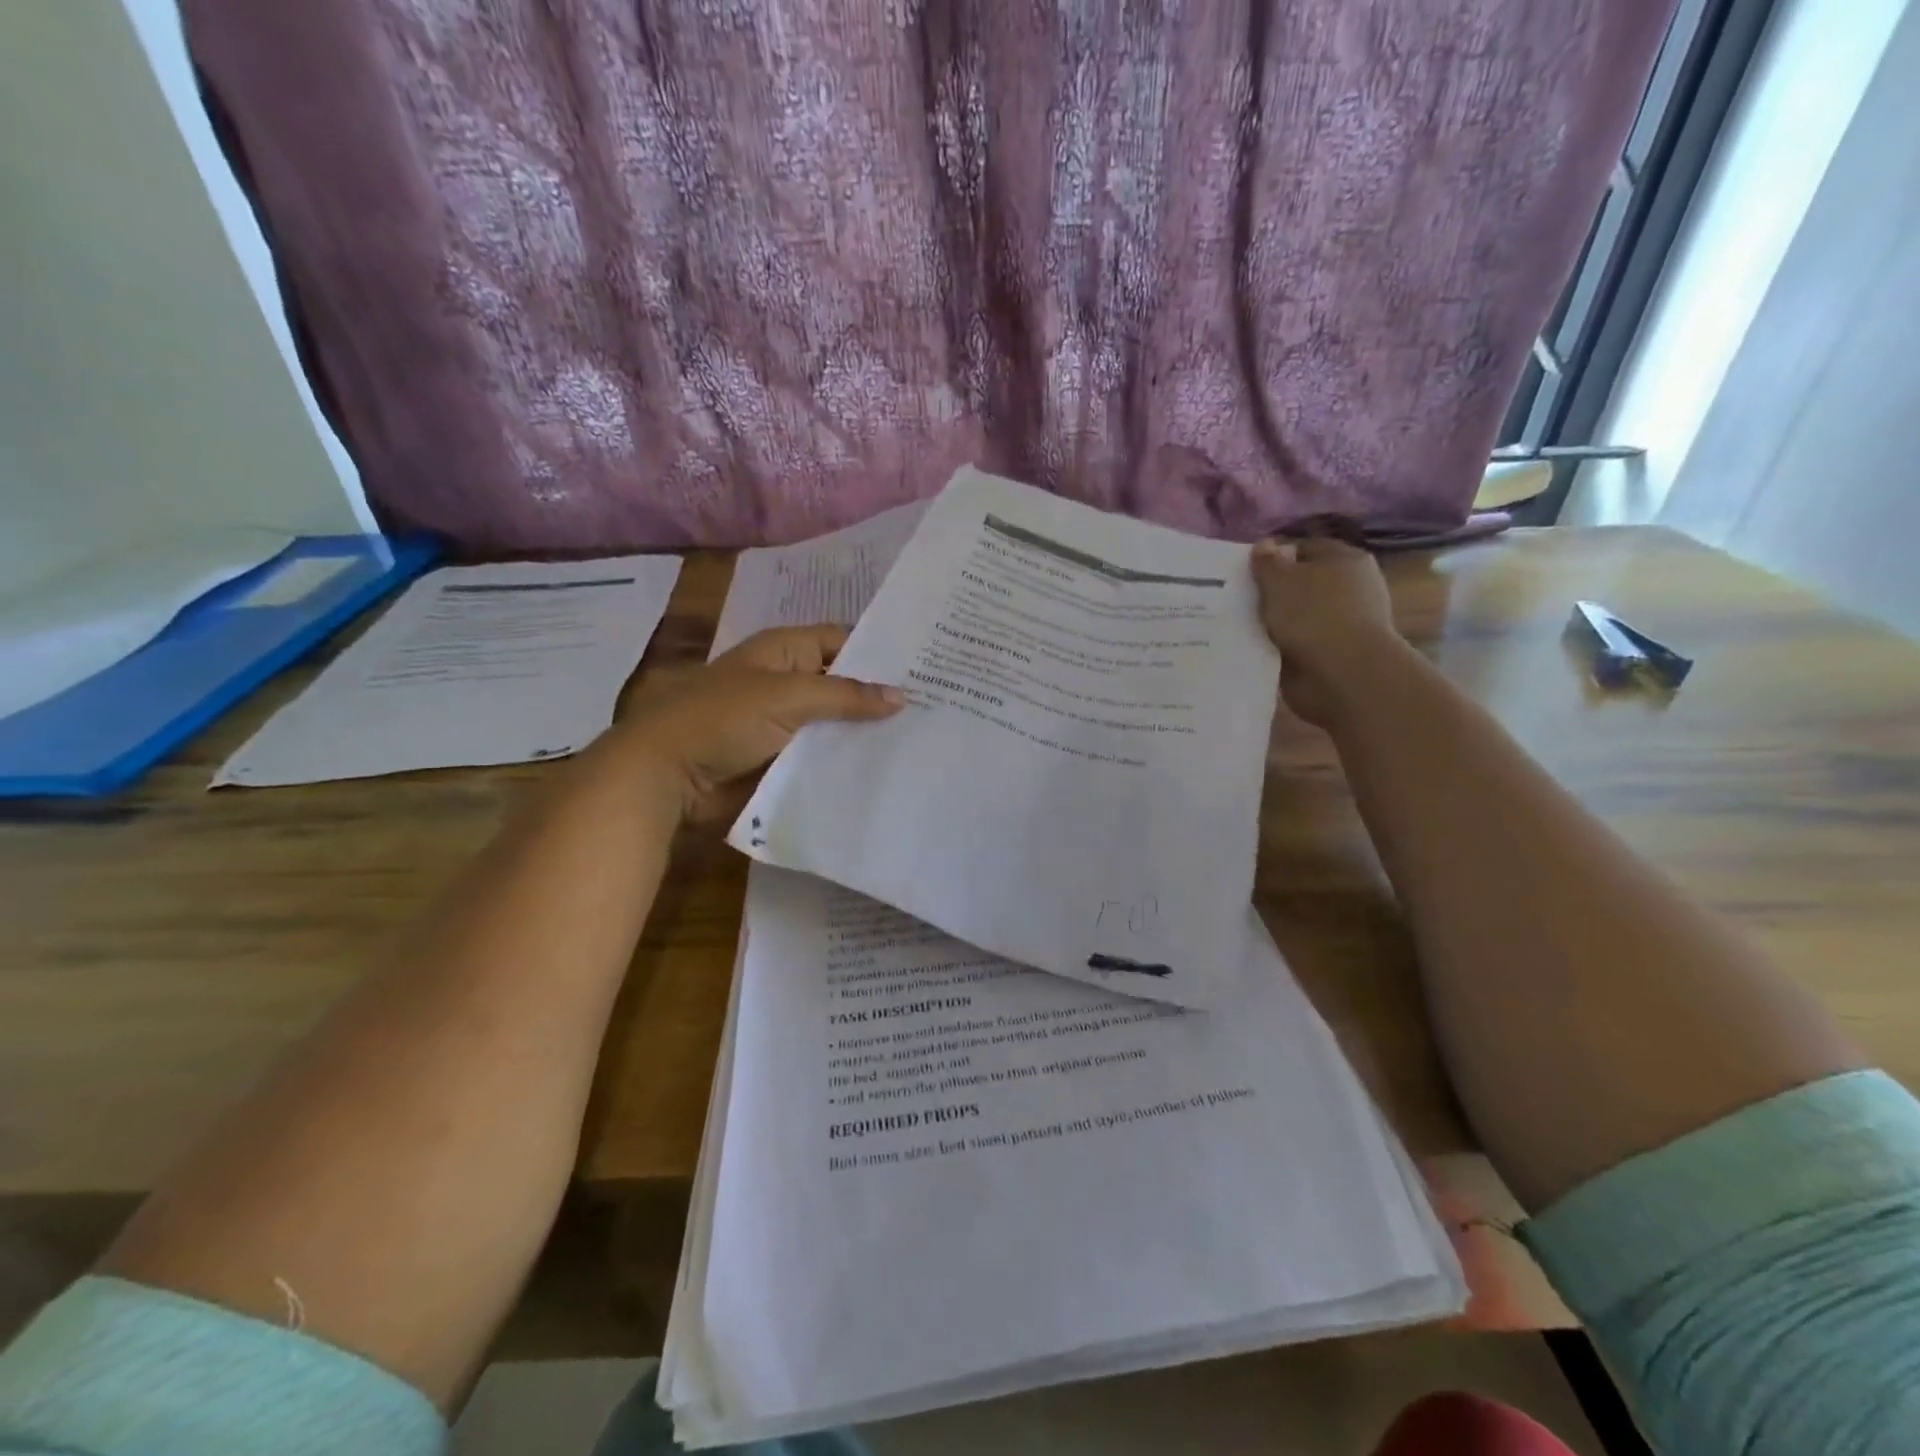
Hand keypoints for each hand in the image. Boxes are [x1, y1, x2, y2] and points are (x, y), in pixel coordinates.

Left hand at [607, 626, 903, 821]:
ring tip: (921, 740)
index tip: (925, 667)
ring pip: (834, 723)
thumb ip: (845, 696)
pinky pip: (820, 755)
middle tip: (936, 707)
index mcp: (784, 651)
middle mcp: (787, 681)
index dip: (879, 651)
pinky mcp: (781, 758)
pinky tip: (884, 769)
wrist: (667, 775)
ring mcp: (784, 723)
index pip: (842, 641)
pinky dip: (844, 760)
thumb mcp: (787, 697)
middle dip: (879, 696)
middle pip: (842, 684)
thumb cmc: (723, 719)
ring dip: (865, 732)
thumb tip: (901, 696)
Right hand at [1251, 538, 1400, 727]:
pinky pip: (1294, 644)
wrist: (1341, 675)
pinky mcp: (1329, 655)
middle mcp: (1348, 589)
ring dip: (1272, 622)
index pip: (1304, 548)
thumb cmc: (1314, 615)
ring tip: (1236, 625)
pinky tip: (1252, 648)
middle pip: (1300, 583)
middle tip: (1236, 598)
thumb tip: (1264, 544)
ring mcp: (1340, 624)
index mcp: (1345, 560)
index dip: (1274, 556)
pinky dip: (1277, 646)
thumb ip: (1268, 562)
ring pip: (1295, 616)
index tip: (1244, 569)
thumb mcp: (1282, 580)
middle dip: (1271, 591)